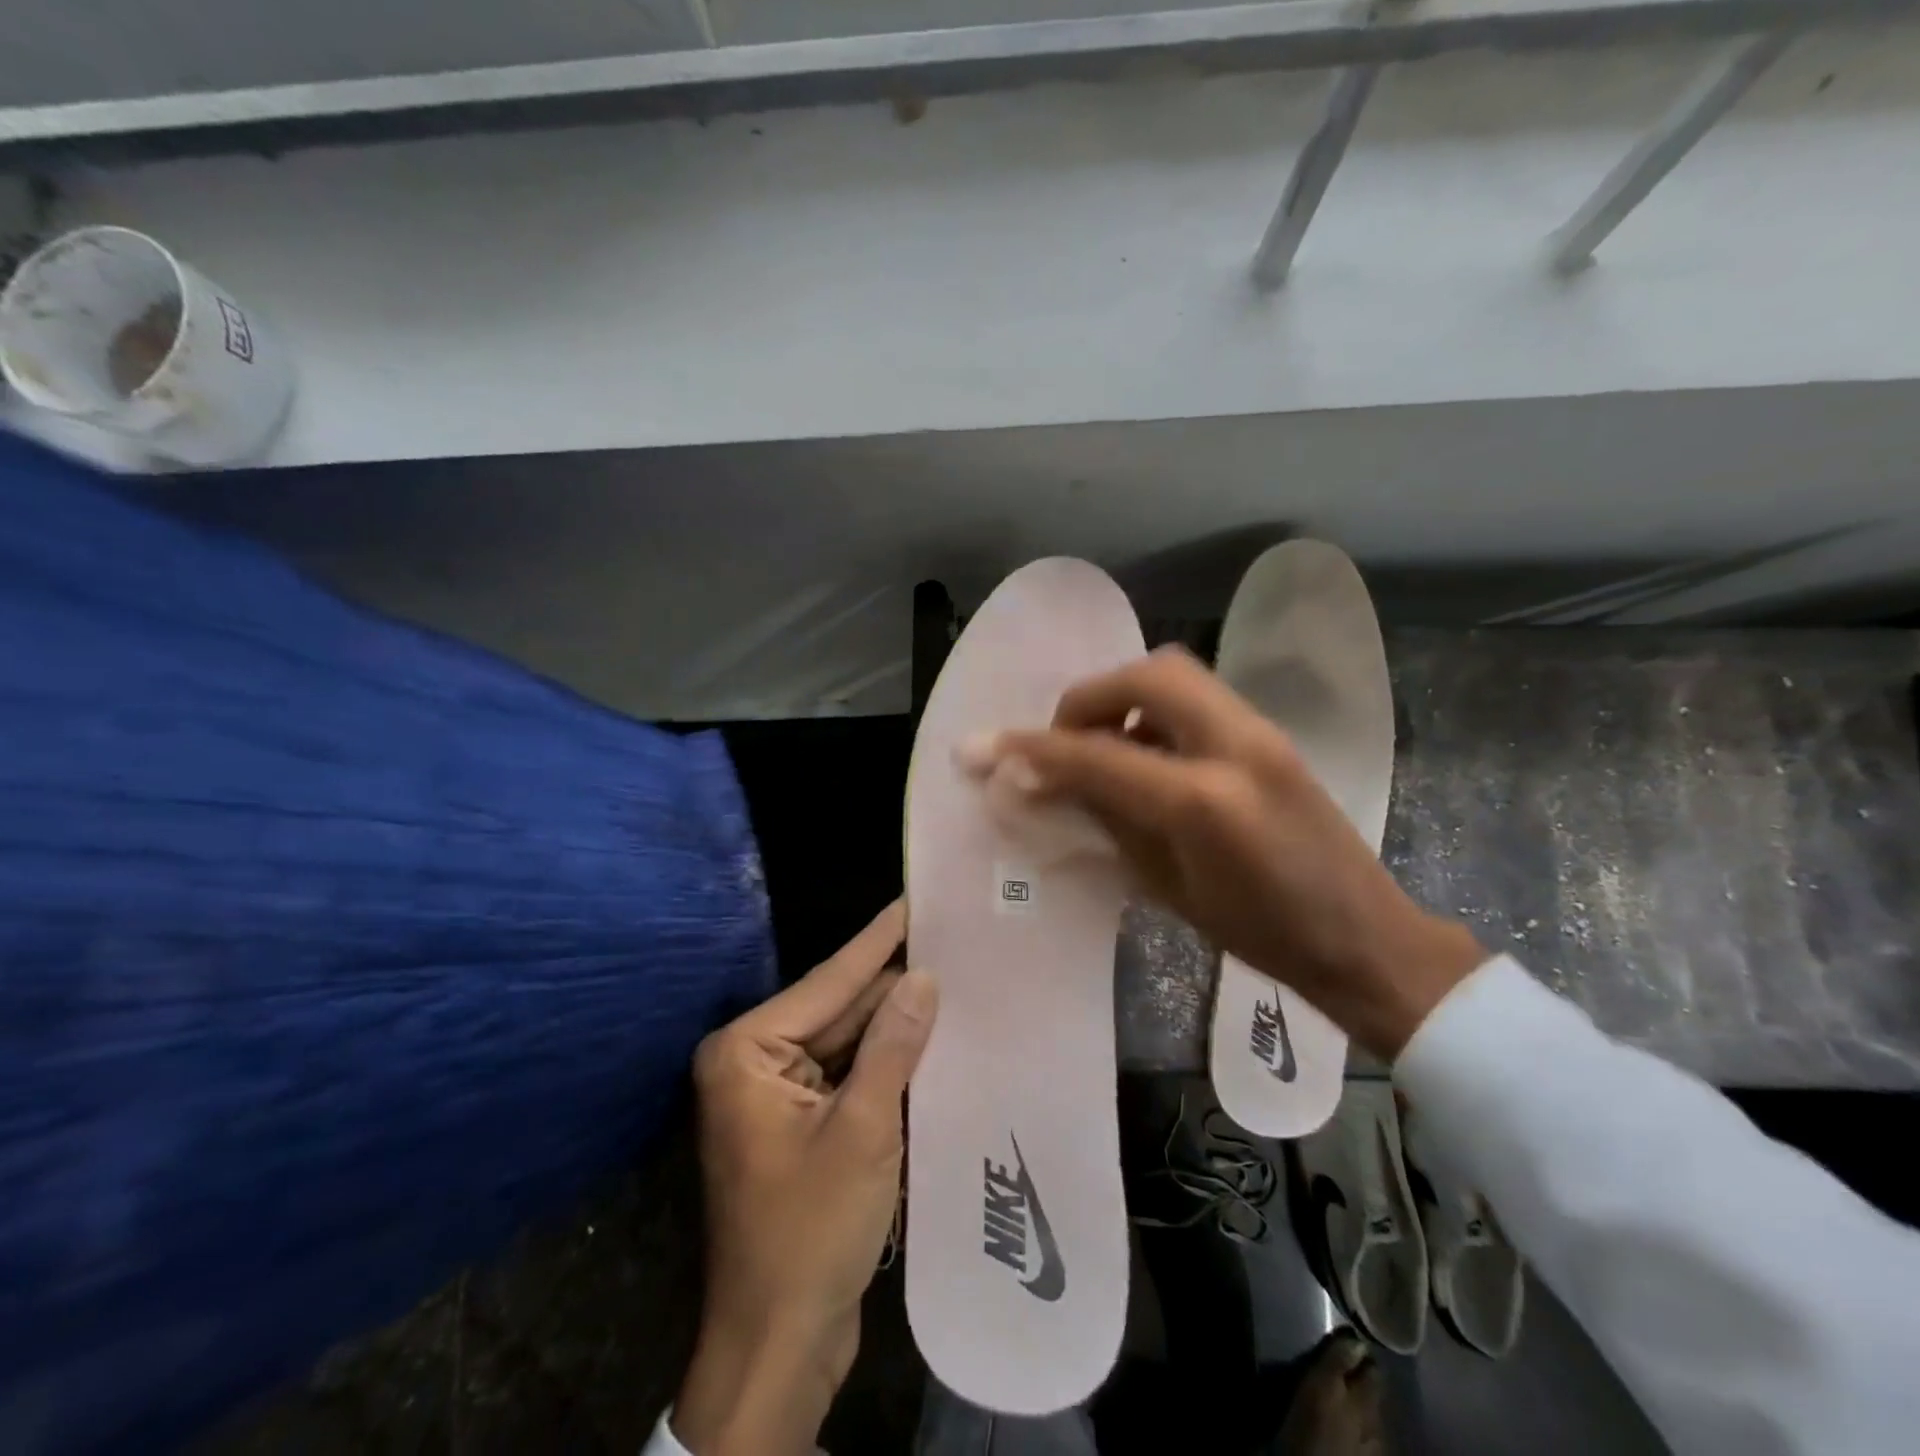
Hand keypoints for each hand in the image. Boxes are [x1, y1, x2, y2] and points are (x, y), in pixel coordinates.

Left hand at [672, 901, 935, 1455]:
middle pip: (837, 1009)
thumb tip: (922, 977)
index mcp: (747, 1052)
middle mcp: (754, 1062)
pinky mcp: (799, 1125)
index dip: (877, 940)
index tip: (913, 898)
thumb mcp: (861, 1131)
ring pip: (846, 1042)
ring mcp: (776, 1095)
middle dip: (891, 982)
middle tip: (947, 938)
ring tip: (950, 975)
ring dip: (894, 1022)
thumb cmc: (809, 1233)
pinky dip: (885, 1061)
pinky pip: (847, 1074)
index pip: (828, 981)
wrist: (778, 1346)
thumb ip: (891, 1047)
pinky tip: (929, 1035)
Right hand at [961, 647, 1482, 1058]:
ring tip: (1102, 749)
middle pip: (1145, 674)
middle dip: (1087, 700)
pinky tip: (1146, 756)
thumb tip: (1044, 787)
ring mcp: (1261, 732)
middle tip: (1062, 743)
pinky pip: (1197, 698)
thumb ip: (1104, 821)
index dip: (1032, 750)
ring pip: (1173, 674)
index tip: (984, 749)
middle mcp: (1234, 746)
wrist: (1365, 938)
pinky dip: (1154, 711)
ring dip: (1122, 699)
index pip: (1097, 755)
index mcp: (1203, 801)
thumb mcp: (1167, 887)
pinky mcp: (1271, 734)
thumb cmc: (1261, 936)